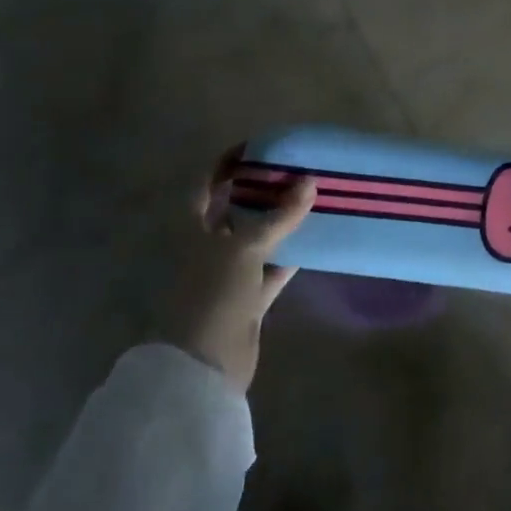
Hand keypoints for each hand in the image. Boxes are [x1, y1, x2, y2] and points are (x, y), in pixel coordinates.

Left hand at [175, 149, 316, 392]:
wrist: (204, 364)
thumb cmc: (213, 293)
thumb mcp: (245, 247)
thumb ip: (279, 216)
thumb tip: (310, 181)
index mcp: (193, 228)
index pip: (206, 184)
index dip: (226, 163)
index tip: (257, 146)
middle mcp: (208, 246)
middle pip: (235, 209)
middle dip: (261, 190)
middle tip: (294, 169)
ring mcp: (229, 273)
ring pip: (258, 238)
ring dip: (281, 222)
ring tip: (311, 198)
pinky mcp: (249, 298)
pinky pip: (273, 268)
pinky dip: (292, 255)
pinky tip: (316, 240)